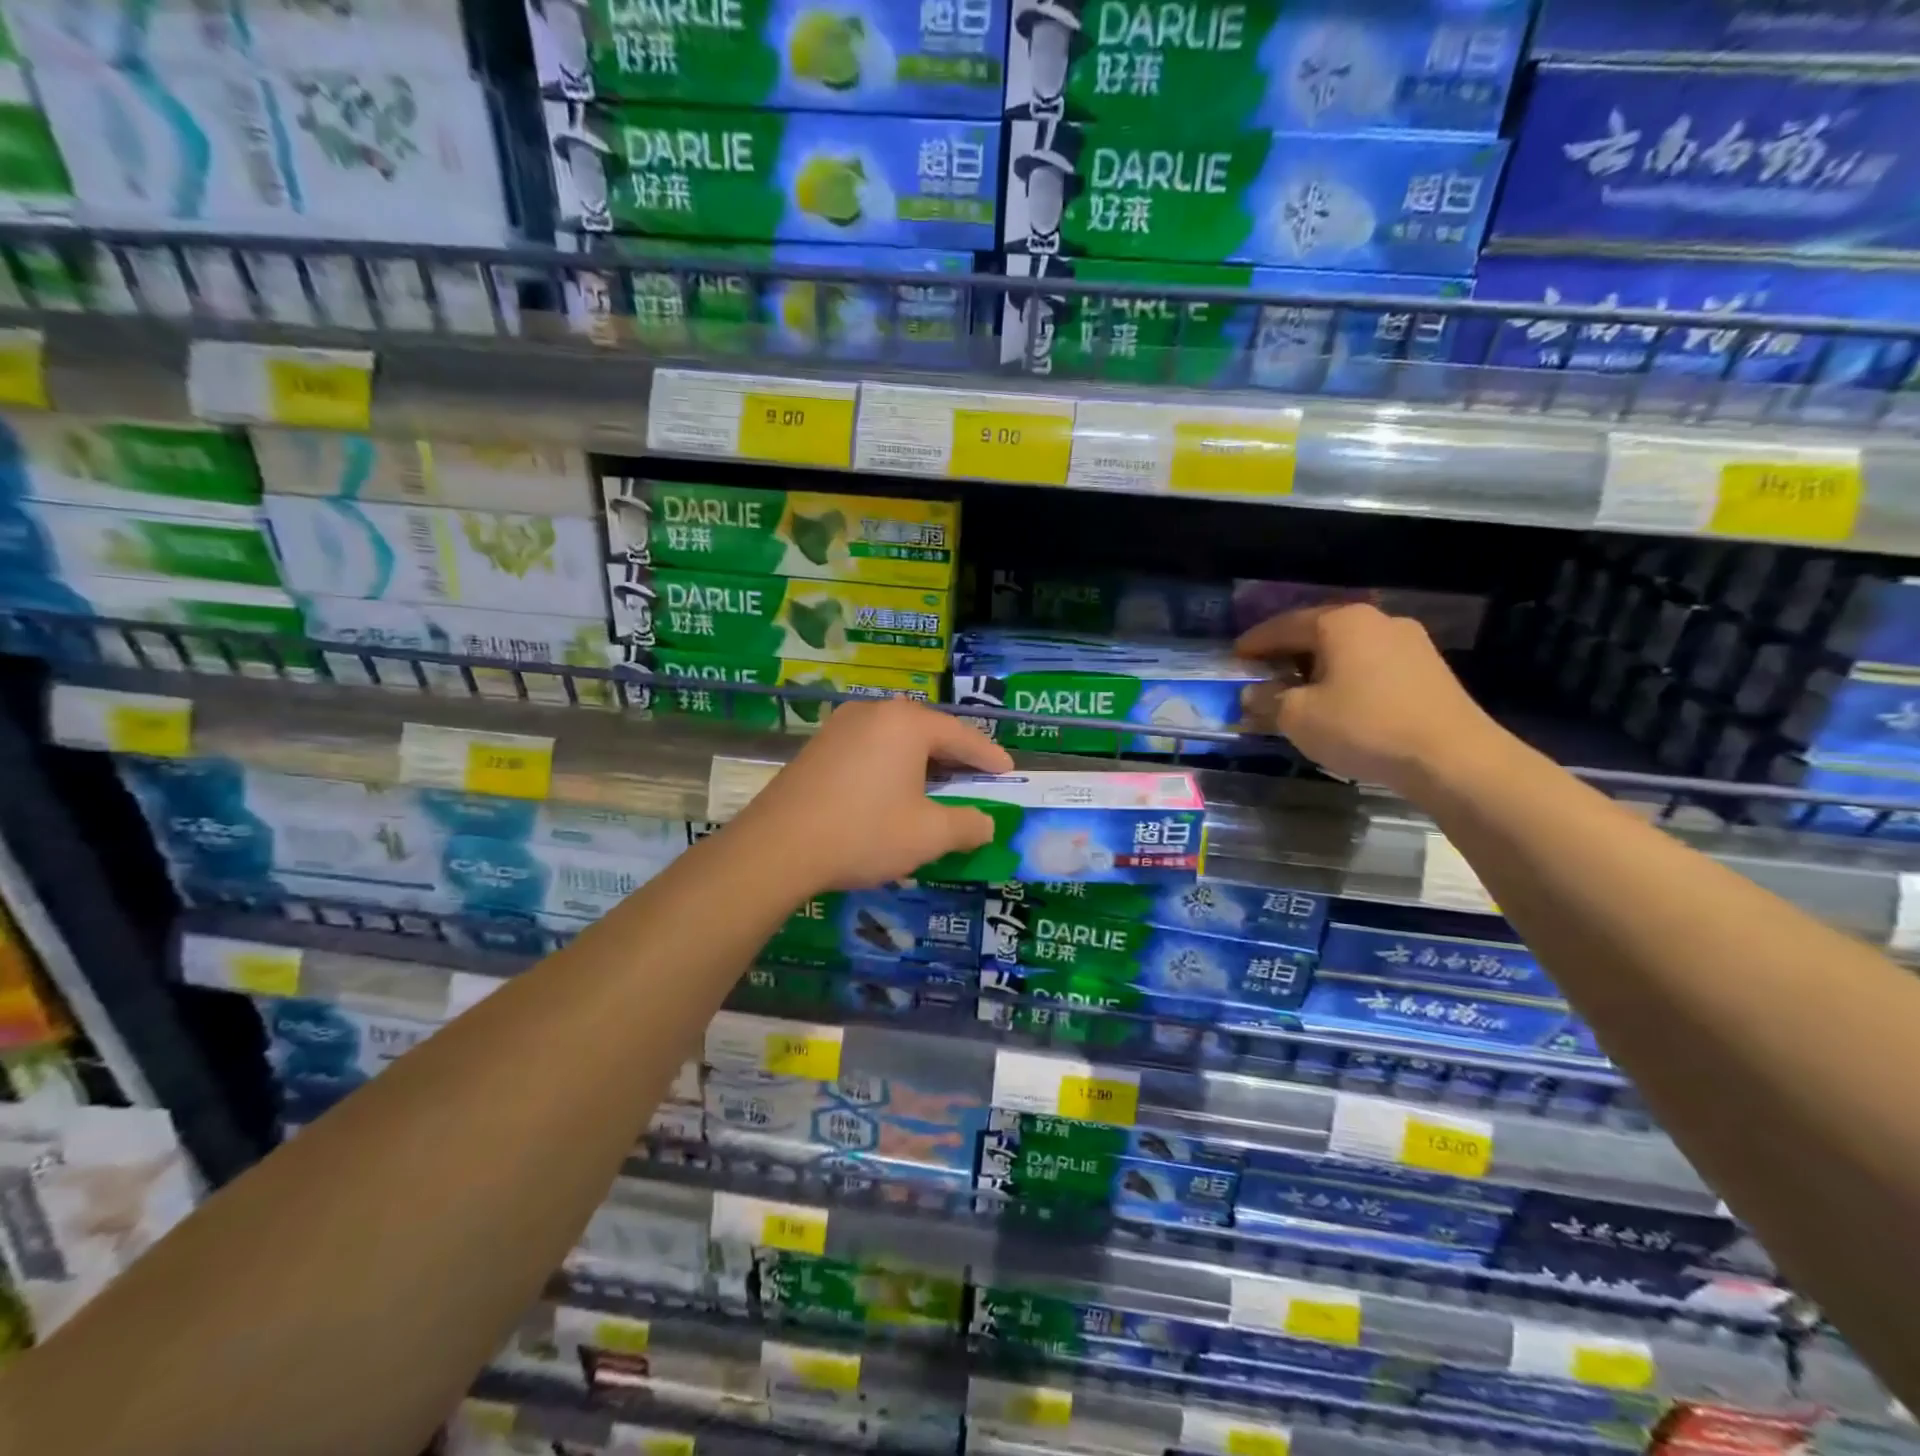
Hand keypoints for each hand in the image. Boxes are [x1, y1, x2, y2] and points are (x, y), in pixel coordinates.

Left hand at [731, 699, 1014, 892]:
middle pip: (928, 731)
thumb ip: (967, 825)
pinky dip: (892, 766)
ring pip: (896, 739)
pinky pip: (870, 748)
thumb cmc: (863, 833)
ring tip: (939, 787)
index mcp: (906, 723)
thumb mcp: (927, 835)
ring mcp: (841, 726)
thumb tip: (986, 824)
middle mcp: (874, 712)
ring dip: (922, 762)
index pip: (962, 736)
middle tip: (977, 779)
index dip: (989, 757)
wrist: (777, 847)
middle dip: (955, 757)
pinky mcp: (819, 746)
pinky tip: (894, 791)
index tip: (1008, 772)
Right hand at [1236, 603, 1505, 796]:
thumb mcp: (1297, 717)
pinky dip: (1347, 679)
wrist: (1453, 758)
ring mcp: (1410, 643)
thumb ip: (1267, 700)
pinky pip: (1372, 666)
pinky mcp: (1430, 670)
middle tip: (1263, 675)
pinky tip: (1339, 704)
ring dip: (1318, 668)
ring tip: (1299, 693)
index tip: (1234, 658)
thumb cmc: (1363, 727)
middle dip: (1287, 654)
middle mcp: (1377, 621)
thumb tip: (1252, 694)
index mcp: (1341, 622)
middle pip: (1318, 633)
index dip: (1254, 643)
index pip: (1283, 626)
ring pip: (1347, 650)